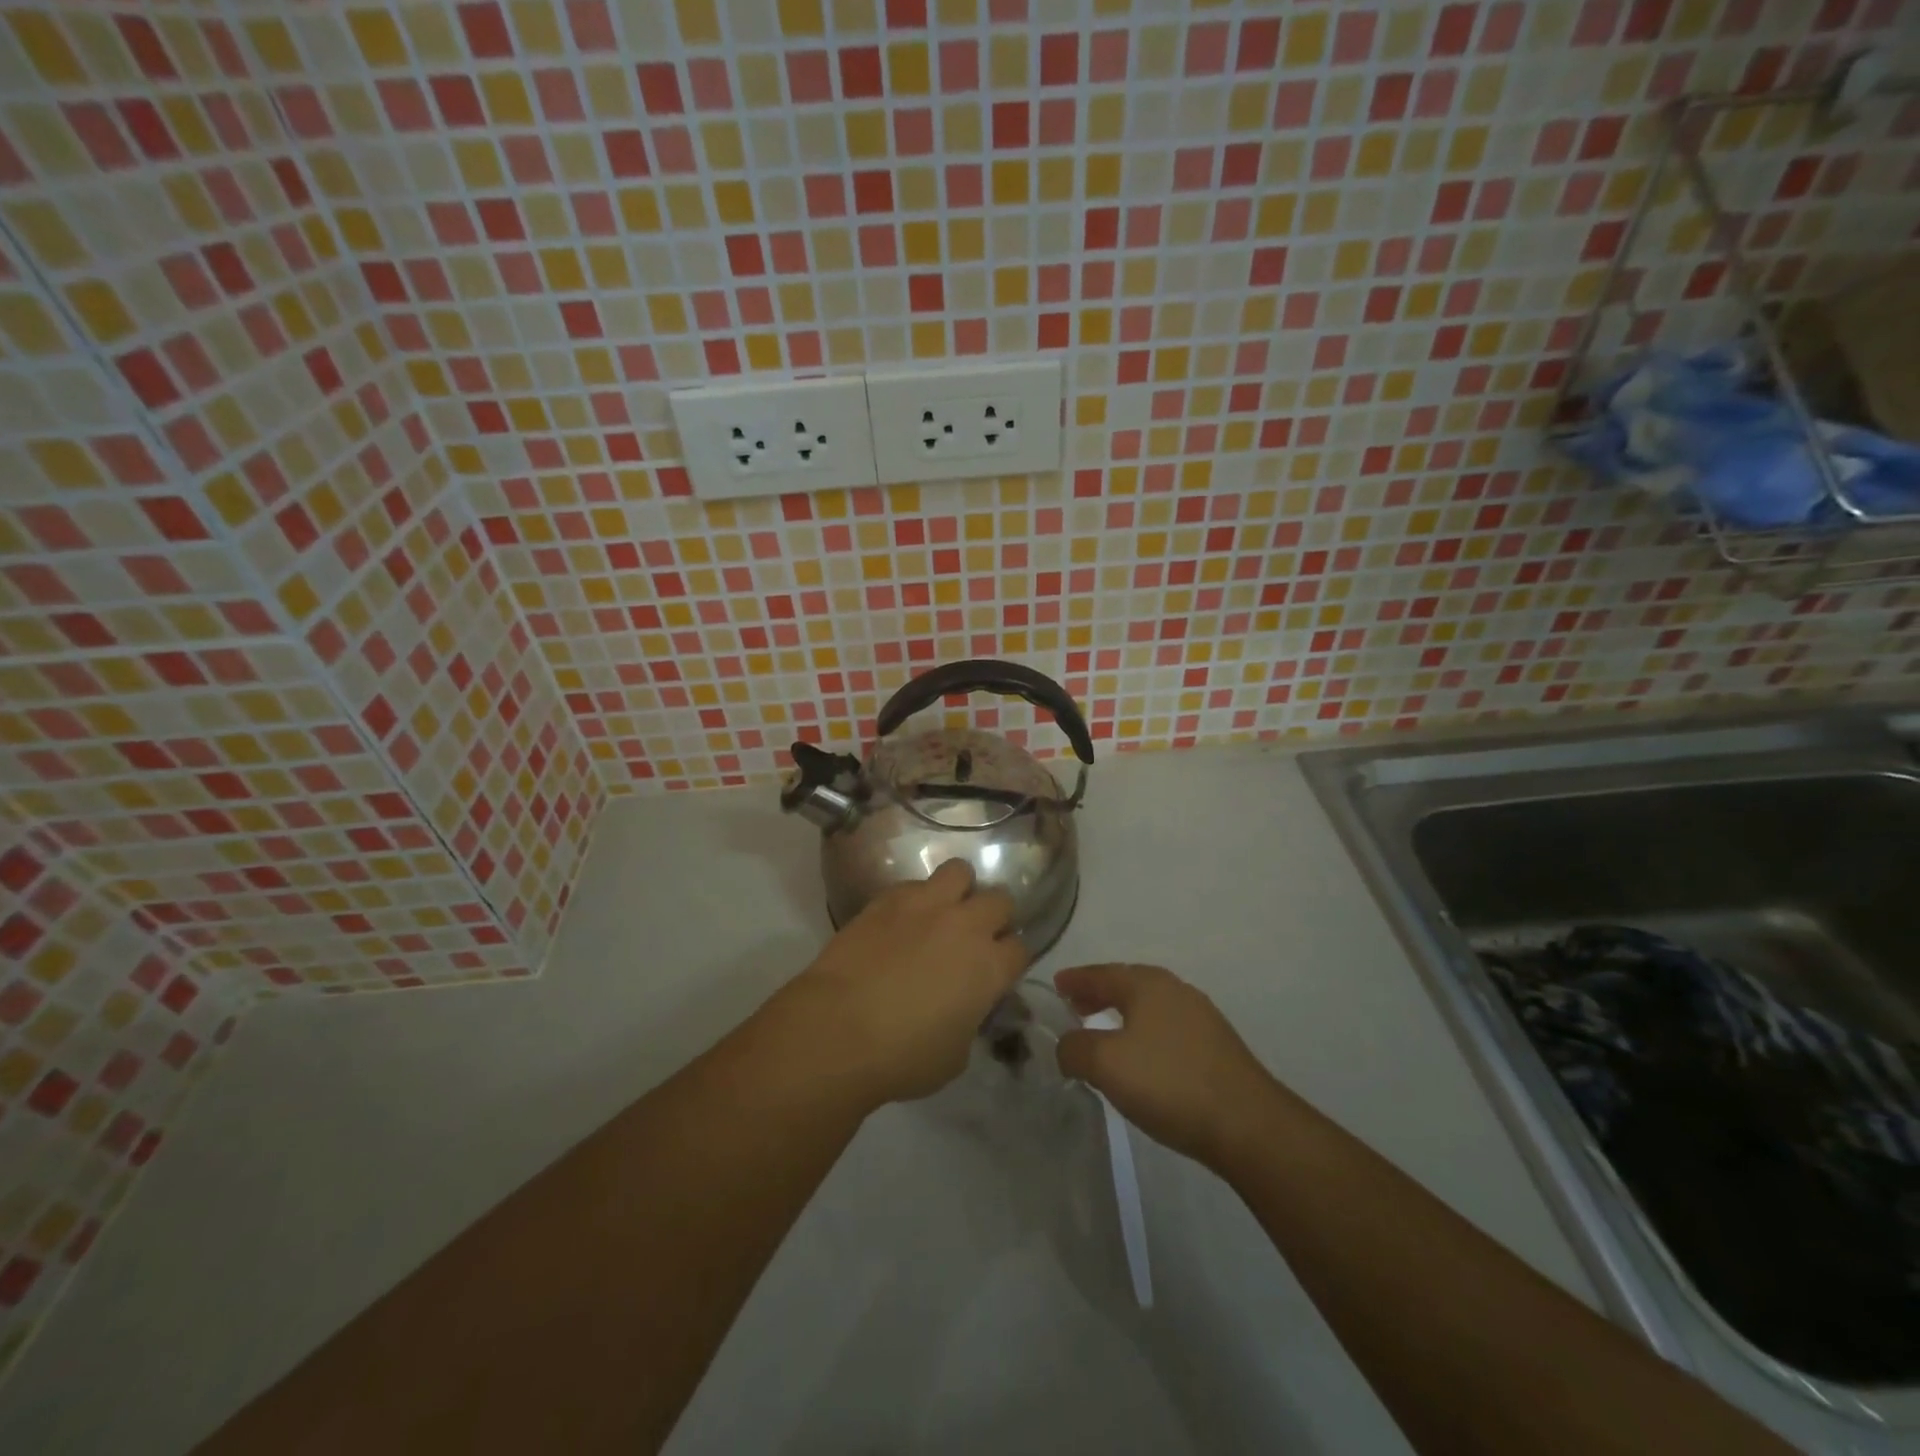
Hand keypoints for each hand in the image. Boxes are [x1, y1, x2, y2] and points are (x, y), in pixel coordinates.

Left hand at [777, 859, 1029, 1106]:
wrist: (838, 1029)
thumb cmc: (902, 1056)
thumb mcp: (955, 1055)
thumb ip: (970, 1019)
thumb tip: (964, 1007)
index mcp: (989, 966)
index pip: (1021, 948)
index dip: (1010, 960)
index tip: (997, 971)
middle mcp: (965, 925)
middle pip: (1000, 900)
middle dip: (993, 917)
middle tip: (974, 938)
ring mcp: (926, 905)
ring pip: (960, 872)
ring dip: (958, 890)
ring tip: (943, 912)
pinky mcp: (888, 898)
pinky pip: (914, 884)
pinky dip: (916, 898)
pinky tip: (901, 921)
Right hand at [1054, 964, 1276, 1169]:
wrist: (1248, 1125)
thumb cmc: (1169, 1083)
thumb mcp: (1106, 1064)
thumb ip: (1075, 1048)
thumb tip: (1066, 1045)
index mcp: (1147, 984)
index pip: (1100, 973)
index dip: (1075, 979)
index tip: (1055, 985)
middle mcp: (1174, 990)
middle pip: (1126, 984)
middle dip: (1097, 994)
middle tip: (1072, 1008)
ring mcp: (1200, 1017)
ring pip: (1148, 1007)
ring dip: (1120, 1014)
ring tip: (1101, 1034)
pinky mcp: (1214, 1047)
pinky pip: (1165, 1028)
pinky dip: (1142, 1032)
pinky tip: (1139, 1058)